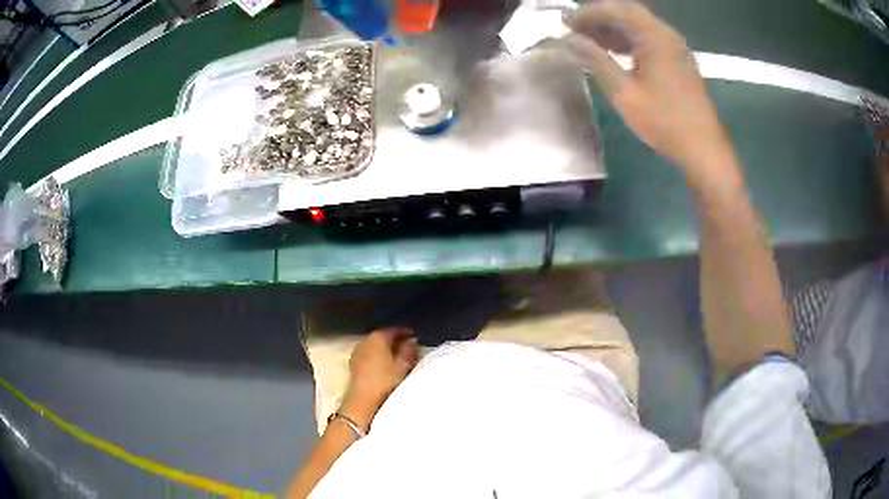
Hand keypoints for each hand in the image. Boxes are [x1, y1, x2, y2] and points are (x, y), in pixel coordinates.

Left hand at [341, 327, 418, 429]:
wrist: (363, 401)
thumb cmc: (385, 381)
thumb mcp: (403, 366)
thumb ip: (408, 351)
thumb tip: (411, 341)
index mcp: (377, 338)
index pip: (393, 330)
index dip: (405, 332)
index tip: (414, 336)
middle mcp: (365, 341)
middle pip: (382, 336)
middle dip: (395, 340)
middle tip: (407, 346)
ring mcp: (357, 353)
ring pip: (374, 346)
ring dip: (385, 349)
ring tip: (397, 357)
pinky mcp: (353, 365)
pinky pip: (368, 355)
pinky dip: (377, 356)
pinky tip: (384, 365)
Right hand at [563, 1, 735, 180]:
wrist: (704, 149)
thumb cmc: (664, 121)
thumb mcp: (624, 92)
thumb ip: (595, 60)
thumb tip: (568, 40)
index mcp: (655, 36)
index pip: (616, 9)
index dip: (588, 13)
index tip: (565, 24)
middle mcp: (667, 35)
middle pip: (628, 14)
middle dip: (600, 19)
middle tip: (575, 31)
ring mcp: (675, 48)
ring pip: (639, 27)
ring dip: (614, 30)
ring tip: (589, 42)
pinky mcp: (679, 61)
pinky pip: (649, 41)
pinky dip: (629, 42)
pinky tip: (614, 53)